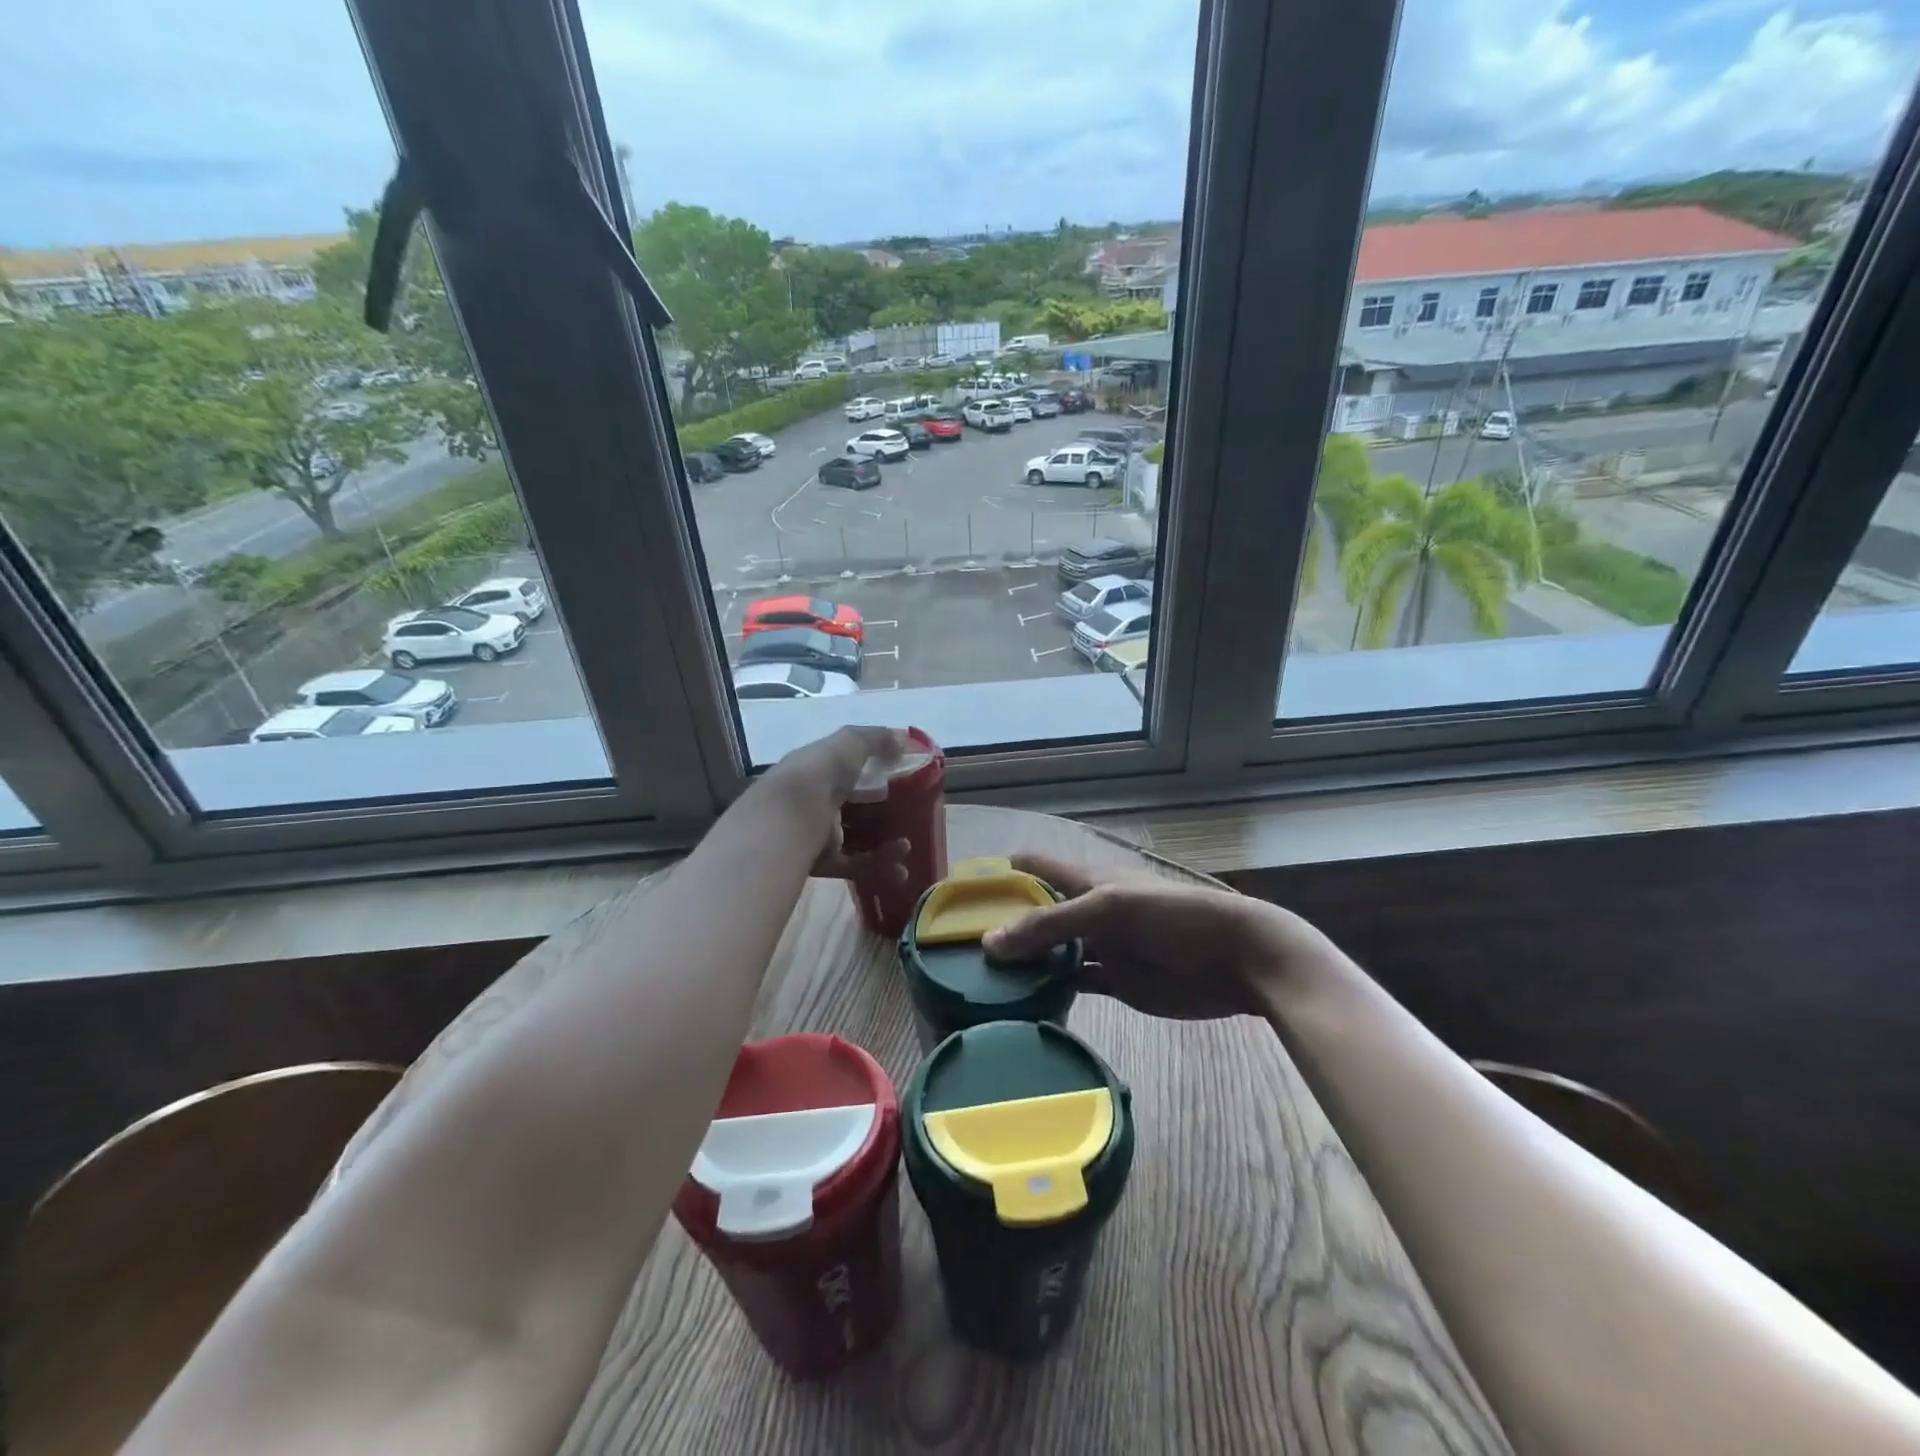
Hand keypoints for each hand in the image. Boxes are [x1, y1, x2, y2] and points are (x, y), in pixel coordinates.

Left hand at [760, 725, 909, 882]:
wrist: (790, 818)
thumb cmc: (819, 774)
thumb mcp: (848, 743)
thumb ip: (875, 739)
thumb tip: (902, 741)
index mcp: (817, 772)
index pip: (846, 771)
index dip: (873, 773)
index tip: (902, 778)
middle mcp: (816, 803)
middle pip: (855, 808)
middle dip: (884, 814)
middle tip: (911, 816)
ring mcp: (820, 834)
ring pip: (859, 839)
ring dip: (886, 845)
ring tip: (907, 847)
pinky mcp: (824, 862)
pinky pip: (857, 865)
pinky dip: (879, 865)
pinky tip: (899, 865)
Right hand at [981, 853, 1328, 1019]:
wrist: (1238, 958)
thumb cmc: (1175, 916)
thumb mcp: (1110, 909)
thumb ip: (1051, 923)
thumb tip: (990, 943)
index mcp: (1088, 880)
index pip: (1036, 867)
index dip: (1002, 873)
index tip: (961, 892)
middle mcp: (1089, 911)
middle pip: (1039, 913)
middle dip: (1004, 925)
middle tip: (959, 948)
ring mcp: (1103, 948)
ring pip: (1053, 952)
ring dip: (1024, 963)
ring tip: (980, 980)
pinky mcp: (1118, 982)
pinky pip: (1075, 983)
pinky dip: (1051, 990)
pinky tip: (1024, 1003)